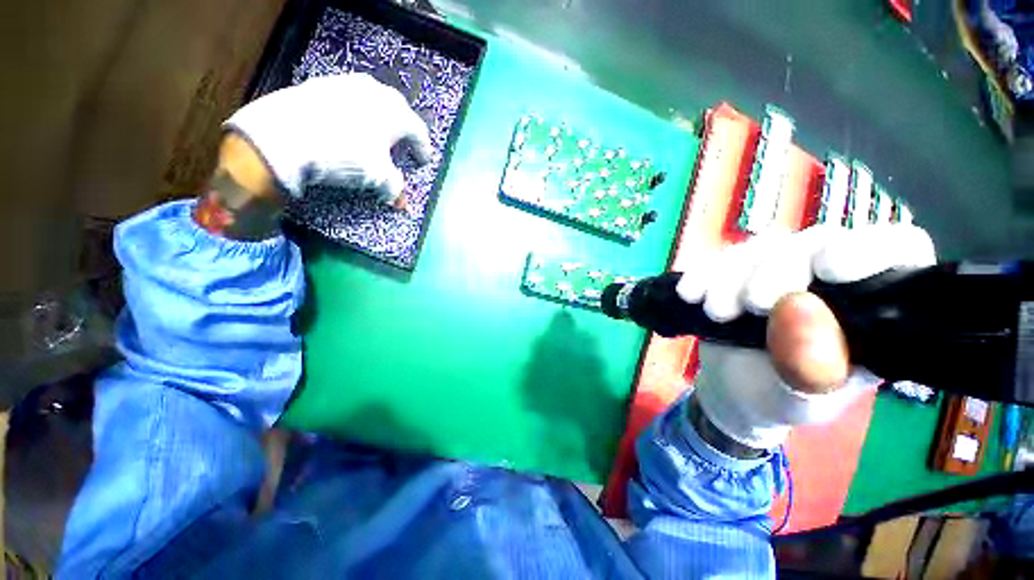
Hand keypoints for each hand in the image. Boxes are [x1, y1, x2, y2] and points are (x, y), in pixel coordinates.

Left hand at [224, 73, 432, 205]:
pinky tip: (347, 122)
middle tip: (403, 144)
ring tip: (377, 131)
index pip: (418, 132)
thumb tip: (401, 203)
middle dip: (404, 128)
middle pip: (399, 109)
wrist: (283, 135)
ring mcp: (347, 84)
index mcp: (395, 114)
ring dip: (380, 116)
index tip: (423, 161)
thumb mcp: (377, 177)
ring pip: (373, 99)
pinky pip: (348, 97)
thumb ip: (395, 188)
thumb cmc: (344, 155)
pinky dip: (354, 110)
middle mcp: (376, 92)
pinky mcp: (321, 84)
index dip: (423, 149)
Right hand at [679, 225, 936, 451]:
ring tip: (715, 312)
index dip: (870, 248)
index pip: (898, 250)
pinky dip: (702, 272)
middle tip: (750, 304)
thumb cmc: (778, 400)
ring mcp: (780, 270)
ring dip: (730, 276)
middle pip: (816, 242)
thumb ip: (809, 367)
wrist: (731, 392)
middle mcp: (831, 279)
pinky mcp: (738, 271)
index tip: (828, 269)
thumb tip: (797, 308)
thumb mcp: (799, 400)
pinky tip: (690, 294)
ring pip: (762, 247)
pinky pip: (719, 258)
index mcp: (873, 308)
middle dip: (777, 270)